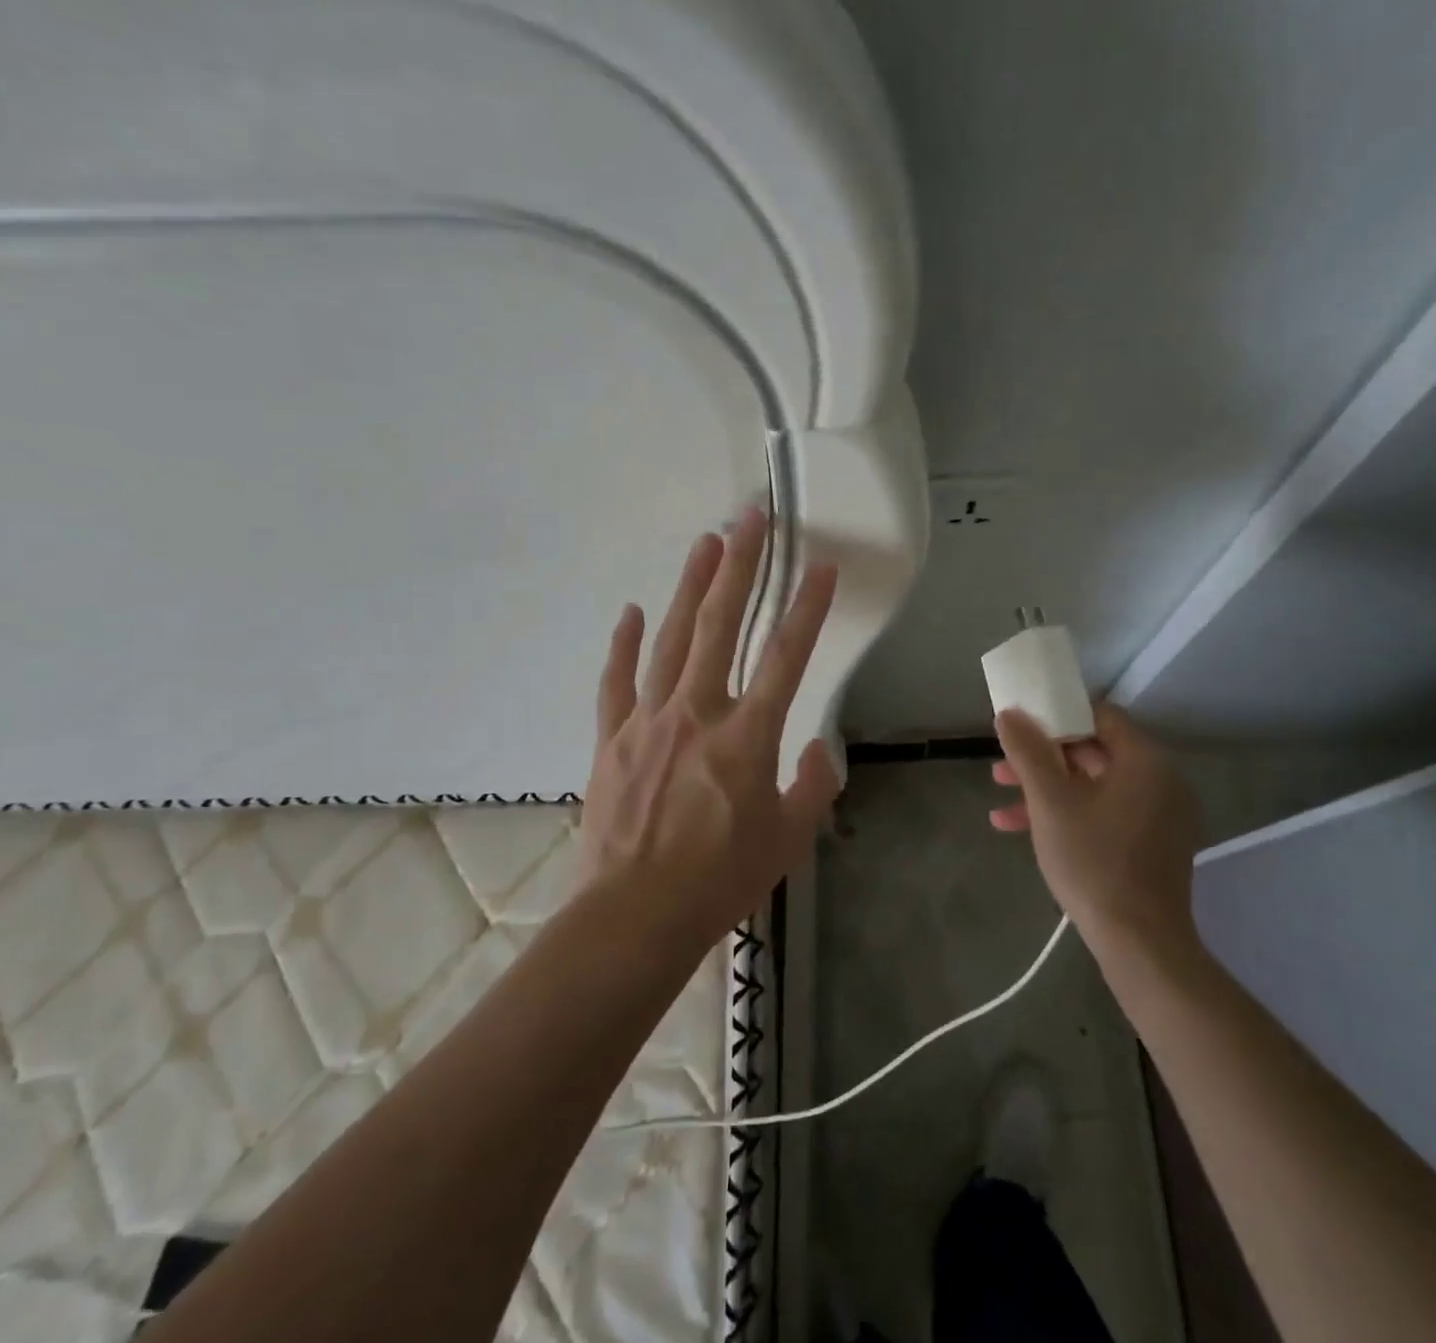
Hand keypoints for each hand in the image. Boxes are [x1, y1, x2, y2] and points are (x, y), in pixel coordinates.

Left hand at [579, 508, 841, 950]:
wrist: (635, 917)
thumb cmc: (721, 881)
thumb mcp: (789, 839)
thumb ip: (812, 786)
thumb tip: (816, 750)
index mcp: (747, 736)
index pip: (786, 656)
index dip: (808, 607)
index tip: (822, 566)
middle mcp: (697, 713)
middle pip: (720, 625)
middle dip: (740, 566)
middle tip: (751, 517)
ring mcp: (648, 721)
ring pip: (670, 639)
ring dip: (690, 586)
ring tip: (706, 543)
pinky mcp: (612, 739)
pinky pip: (616, 682)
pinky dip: (623, 645)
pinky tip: (629, 612)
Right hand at [991, 702, 1204, 950]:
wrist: (1139, 944)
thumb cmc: (1093, 862)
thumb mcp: (1050, 802)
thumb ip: (1028, 751)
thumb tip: (1009, 714)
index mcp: (1144, 761)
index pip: (1099, 715)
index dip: (1056, 715)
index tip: (1021, 727)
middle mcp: (1160, 780)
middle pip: (1093, 752)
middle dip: (1042, 760)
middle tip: (1002, 770)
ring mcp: (1158, 815)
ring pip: (1094, 787)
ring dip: (1047, 791)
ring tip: (1002, 806)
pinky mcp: (1151, 844)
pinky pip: (1105, 813)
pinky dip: (1069, 815)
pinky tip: (1023, 831)